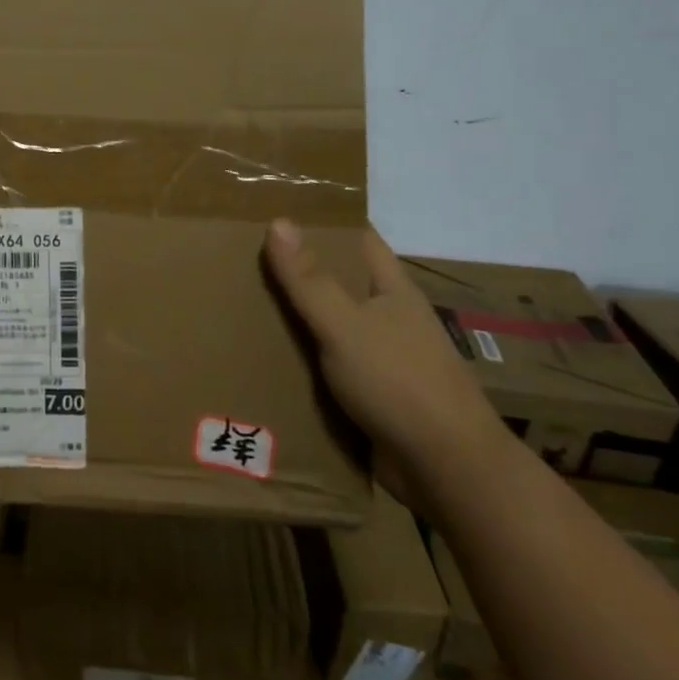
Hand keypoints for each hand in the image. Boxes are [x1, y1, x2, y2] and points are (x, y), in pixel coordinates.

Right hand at [263, 220, 510, 510]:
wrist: (445, 470)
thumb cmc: (399, 383)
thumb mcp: (346, 325)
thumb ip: (310, 279)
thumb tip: (278, 221)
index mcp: (390, 290)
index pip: (356, 239)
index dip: (322, 221)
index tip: (273, 210)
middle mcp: (384, 318)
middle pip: (335, 282)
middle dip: (293, 271)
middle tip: (236, 257)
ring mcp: (376, 358)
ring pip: (325, 327)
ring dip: (289, 320)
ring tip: (233, 304)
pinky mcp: (364, 395)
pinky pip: (321, 367)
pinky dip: (295, 362)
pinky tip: (256, 358)